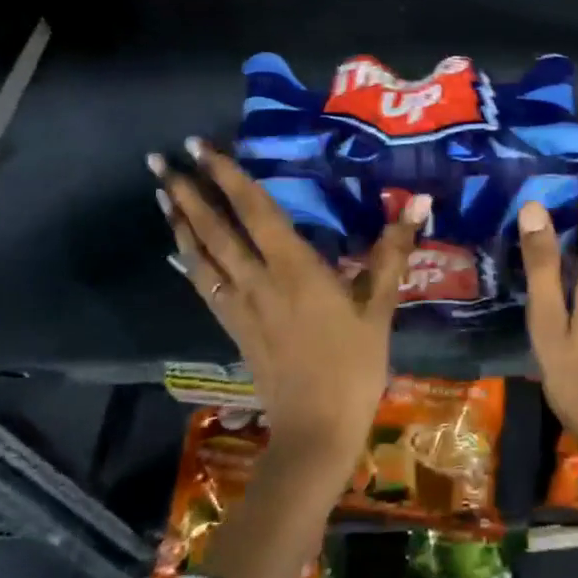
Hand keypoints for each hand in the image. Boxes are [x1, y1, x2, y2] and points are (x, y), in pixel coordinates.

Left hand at [150, 140, 429, 484]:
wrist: (316, 431)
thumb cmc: (355, 365)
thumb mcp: (380, 307)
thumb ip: (393, 252)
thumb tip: (420, 201)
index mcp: (295, 268)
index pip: (255, 211)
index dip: (227, 176)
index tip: (200, 147)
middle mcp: (258, 280)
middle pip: (214, 230)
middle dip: (186, 192)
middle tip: (158, 160)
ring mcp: (240, 306)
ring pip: (201, 256)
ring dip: (180, 222)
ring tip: (162, 192)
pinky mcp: (234, 329)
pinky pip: (204, 286)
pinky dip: (189, 262)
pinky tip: (177, 251)